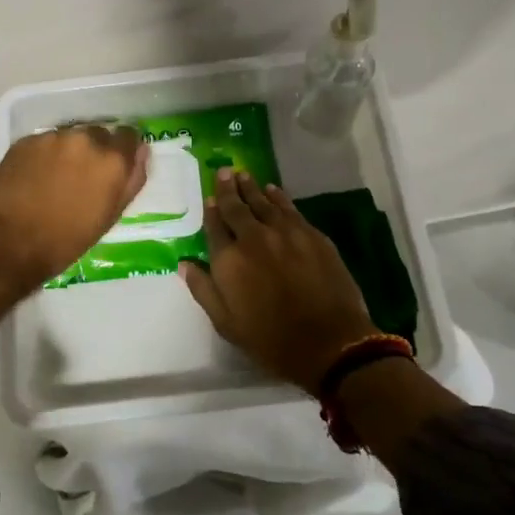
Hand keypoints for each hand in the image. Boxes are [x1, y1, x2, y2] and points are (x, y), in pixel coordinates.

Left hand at [0, 124, 148, 289]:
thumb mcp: (110, 216)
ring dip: (69, 151)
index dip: (123, 150)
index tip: (115, 166)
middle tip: (82, 177)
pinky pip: (45, 142)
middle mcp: (86, 138)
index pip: (129, 136)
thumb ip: (132, 180)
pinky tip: (35, 177)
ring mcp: (53, 137)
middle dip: (95, 150)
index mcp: (112, 159)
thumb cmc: (66, 240)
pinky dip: (45, 154)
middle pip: (99, 134)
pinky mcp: (26, 140)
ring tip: (56, 178)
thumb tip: (142, 152)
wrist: (8, 243)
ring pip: (70, 136)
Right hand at [181, 169, 379, 393]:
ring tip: (244, 175)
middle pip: (237, 207)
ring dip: (252, 188)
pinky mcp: (312, 235)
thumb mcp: (226, 323)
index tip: (209, 197)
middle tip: (224, 172)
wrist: (330, 343)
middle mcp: (253, 238)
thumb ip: (203, 289)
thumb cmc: (271, 340)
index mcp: (229, 260)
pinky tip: (274, 191)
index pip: (215, 226)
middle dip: (228, 189)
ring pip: (264, 202)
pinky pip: (290, 209)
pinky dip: (278, 197)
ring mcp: (285, 233)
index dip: (211, 210)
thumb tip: (185, 263)